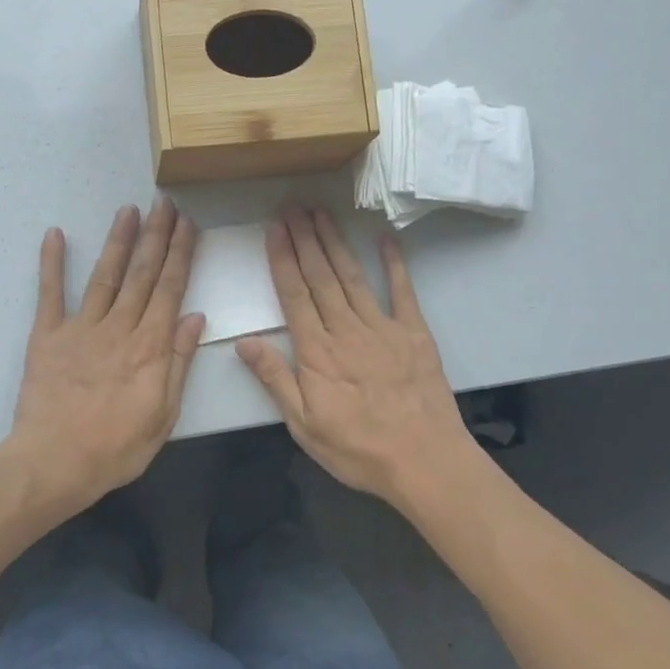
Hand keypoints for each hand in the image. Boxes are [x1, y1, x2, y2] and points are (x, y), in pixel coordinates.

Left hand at [5, 197, 203, 514]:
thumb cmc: (115, 448)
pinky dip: (52, 263)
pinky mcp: (47, 336)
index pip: (170, 290)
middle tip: (165, 203)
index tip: (188, 225)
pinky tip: (55, 235)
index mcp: (150, 347)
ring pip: (105, 276)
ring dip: (118, 241)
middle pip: (141, 274)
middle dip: (156, 236)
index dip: (180, 255)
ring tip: (129, 210)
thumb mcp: (163, 415)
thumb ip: (178, 362)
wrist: (54, 463)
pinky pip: (50, 294)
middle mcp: (119, 328)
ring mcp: (80, 328)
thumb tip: (194, 317)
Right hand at [237, 208, 474, 512]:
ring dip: (335, 243)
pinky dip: (394, 264)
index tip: (274, 229)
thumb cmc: (358, 449)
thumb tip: (244, 342)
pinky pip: (402, 292)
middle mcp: (346, 330)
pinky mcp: (414, 334)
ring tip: (320, 214)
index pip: (294, 295)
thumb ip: (275, 379)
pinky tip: (385, 240)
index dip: (282, 259)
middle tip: (293, 207)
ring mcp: (383, 328)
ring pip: (352, 277)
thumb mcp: (304, 425)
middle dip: (304, 240)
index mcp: (317, 352)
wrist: (424, 462)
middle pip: (320, 277)